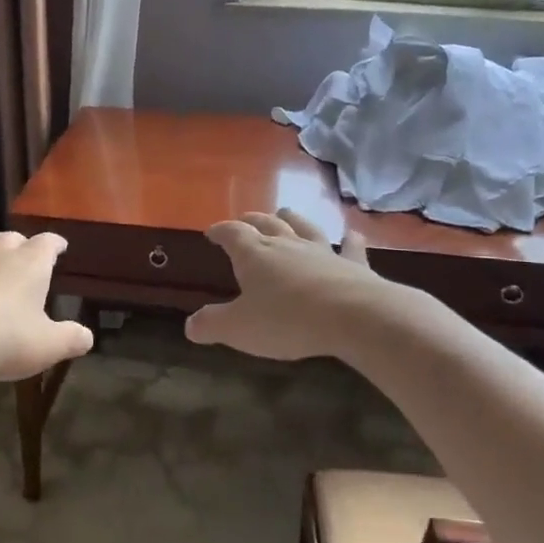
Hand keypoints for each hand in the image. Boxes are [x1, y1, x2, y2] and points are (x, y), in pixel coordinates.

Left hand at [0, 231, 93, 382]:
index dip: (55, 244)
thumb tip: (87, 337)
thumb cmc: (3, 341)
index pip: (47, 244)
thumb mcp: (47, 347)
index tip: (60, 246)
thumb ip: (71, 339)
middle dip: (20, 245)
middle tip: (24, 255)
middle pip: (11, 239)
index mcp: (29, 266)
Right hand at [186, 209, 383, 360]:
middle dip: (252, 221)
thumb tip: (189, 325)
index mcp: (254, 254)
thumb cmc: (286, 320)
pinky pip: (350, 247)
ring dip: (292, 219)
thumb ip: (212, 324)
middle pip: (266, 223)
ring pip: (303, 227)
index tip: (211, 233)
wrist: (353, 316)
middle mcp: (286, 244)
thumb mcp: (238, 329)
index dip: (220, 231)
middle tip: (245, 221)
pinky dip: (349, 240)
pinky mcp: (353, 265)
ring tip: (285, 214)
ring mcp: (322, 251)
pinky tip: (352, 234)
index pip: (232, 233)